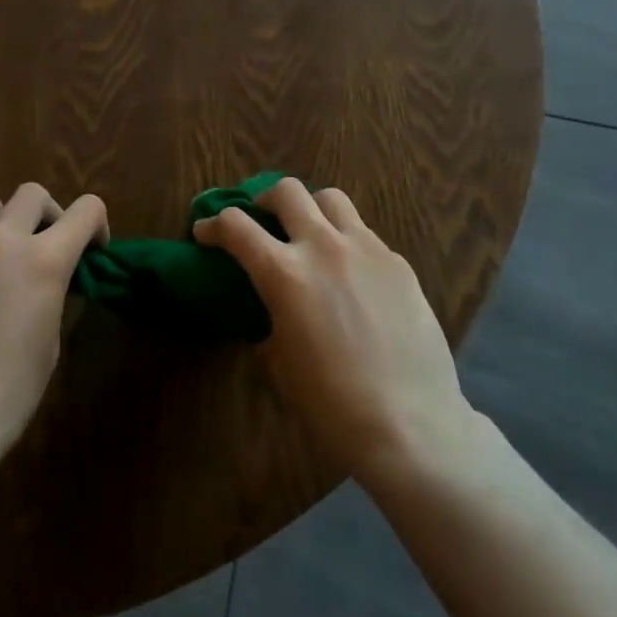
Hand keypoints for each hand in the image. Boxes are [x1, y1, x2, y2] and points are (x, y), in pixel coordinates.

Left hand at [0, 183, 107, 459]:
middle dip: (48, 214)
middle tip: (44, 244)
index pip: (86, 210)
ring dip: (1, 219)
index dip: (97, 224)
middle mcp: (2, 239)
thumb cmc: (6, 394)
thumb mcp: (49, 343)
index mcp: (44, 260)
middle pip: (33, 194)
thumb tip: (46, 280)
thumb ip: (50, 294)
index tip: (93, 249)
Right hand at [195, 178, 475, 481]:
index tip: (206, 232)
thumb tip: (273, 312)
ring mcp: (366, 249)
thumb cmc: (332, 405)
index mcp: (284, 273)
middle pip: (287, 191)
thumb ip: (270, 322)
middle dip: (265, 199)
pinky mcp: (398, 263)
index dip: (213, 225)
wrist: (410, 425)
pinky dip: (348, 244)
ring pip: (331, 199)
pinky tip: (354, 277)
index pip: (236, 226)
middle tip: (263, 219)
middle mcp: (323, 247)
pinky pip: (366, 236)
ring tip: (311, 233)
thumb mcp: (280, 364)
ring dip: (312, 209)